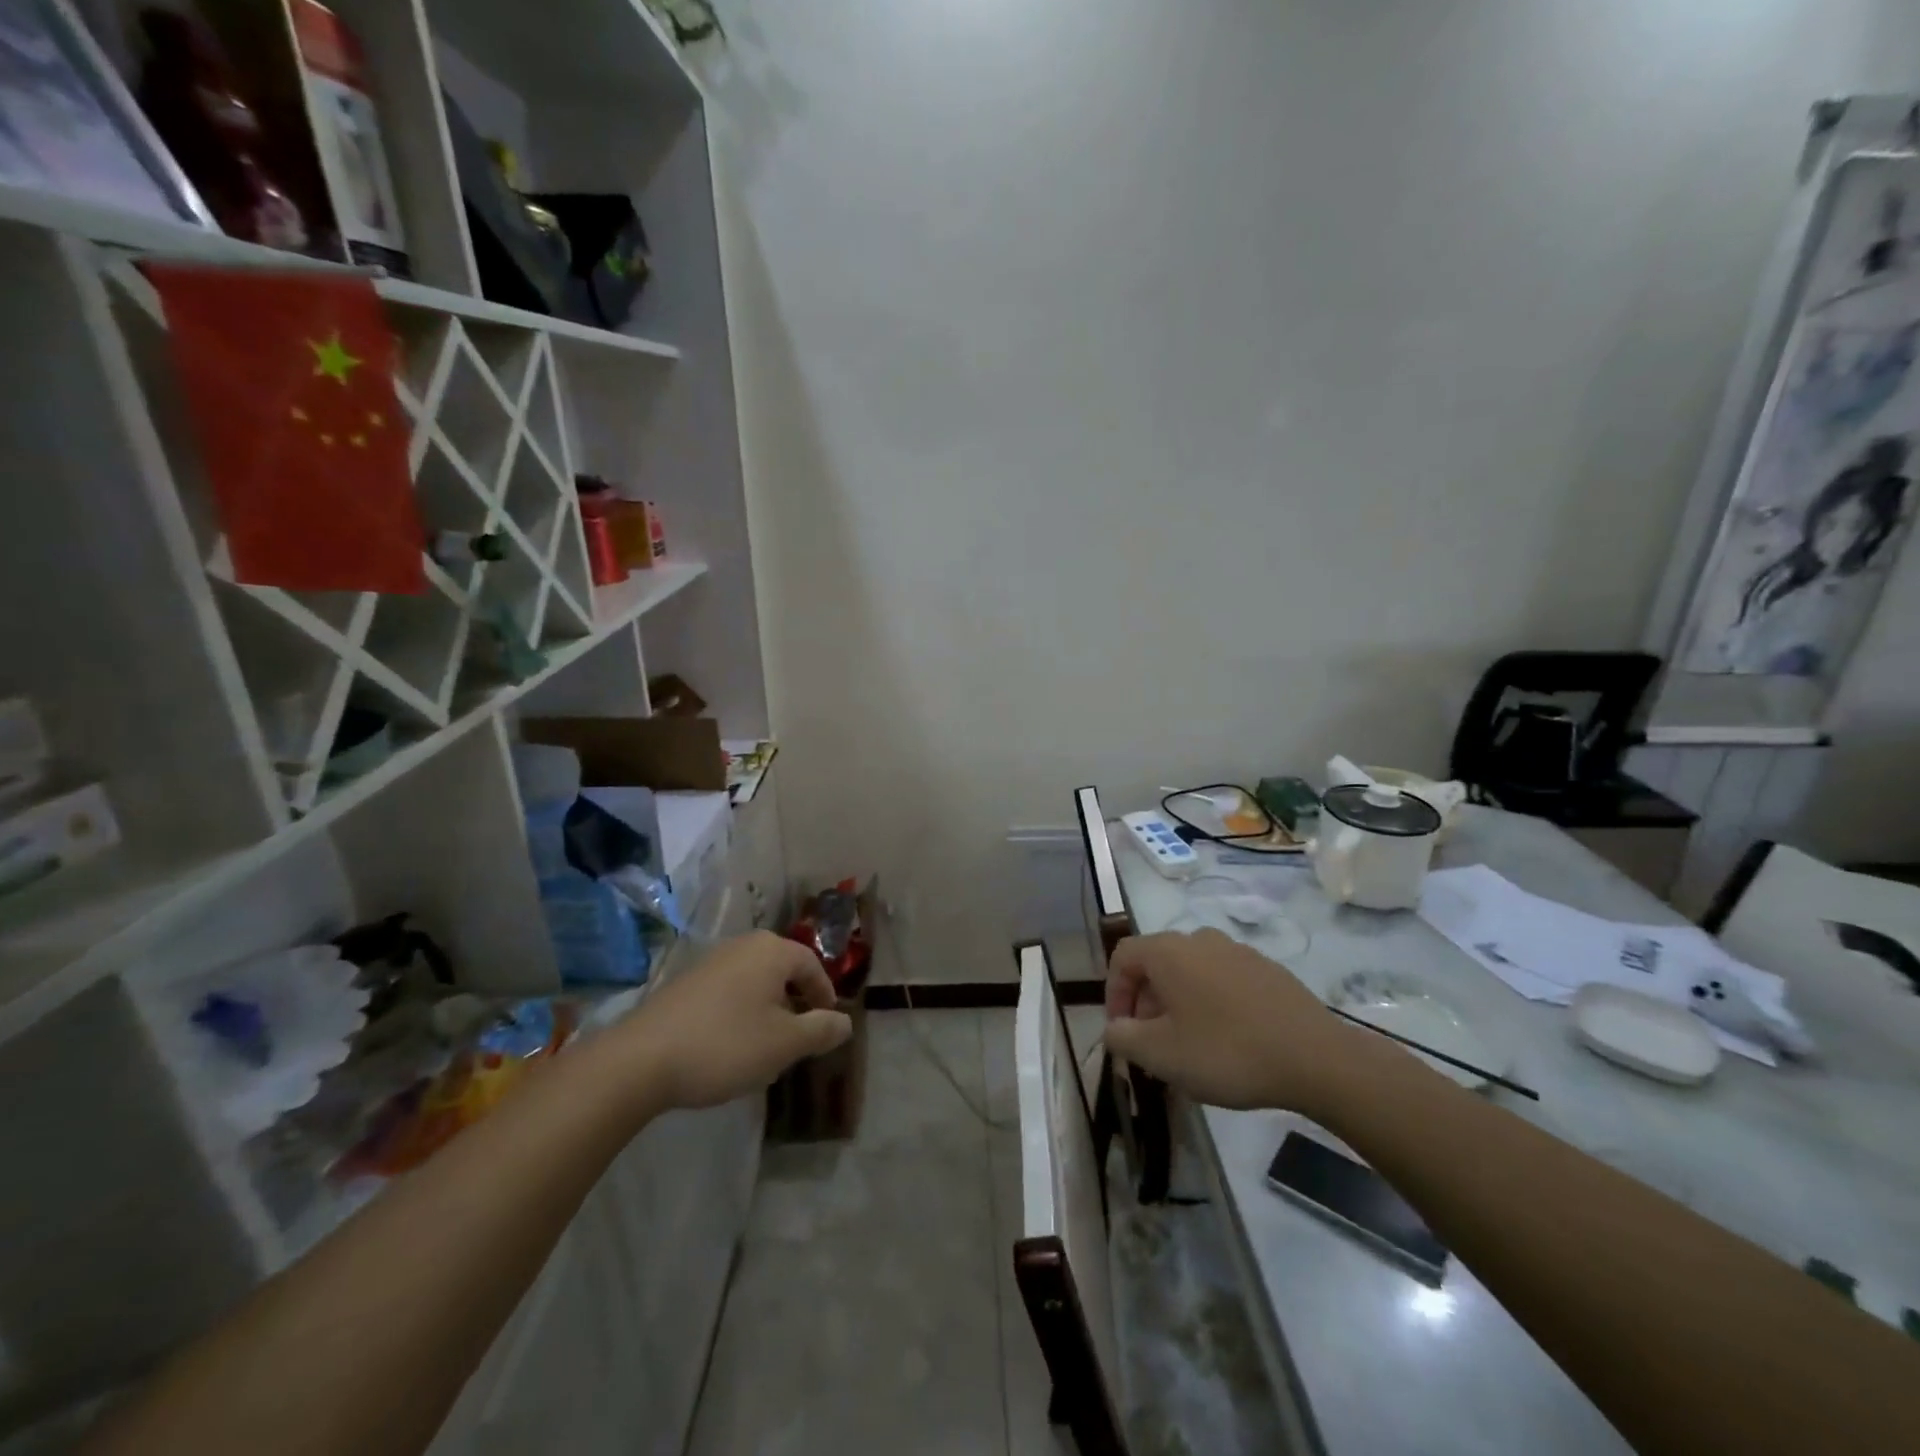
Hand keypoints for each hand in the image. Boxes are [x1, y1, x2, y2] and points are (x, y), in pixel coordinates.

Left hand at [615, 931, 852, 1110]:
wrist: (641, 1060)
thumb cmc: (726, 1045)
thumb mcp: (784, 1044)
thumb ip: (821, 1030)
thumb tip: (845, 1021)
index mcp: (772, 951)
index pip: (811, 965)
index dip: (824, 995)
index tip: (826, 1025)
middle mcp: (742, 945)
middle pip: (782, 969)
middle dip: (794, 1002)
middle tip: (798, 1036)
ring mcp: (710, 961)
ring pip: (753, 981)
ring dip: (766, 1009)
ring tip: (765, 1045)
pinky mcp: (685, 982)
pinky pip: (727, 991)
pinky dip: (738, 1012)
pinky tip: (729, 1045)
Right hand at [1104, 929, 1366, 1113]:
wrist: (1315, 1058)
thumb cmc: (1226, 1051)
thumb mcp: (1160, 1054)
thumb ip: (1122, 1038)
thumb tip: (1113, 1028)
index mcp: (1169, 951)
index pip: (1123, 957)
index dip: (1113, 992)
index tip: (1121, 1030)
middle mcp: (1200, 939)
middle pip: (1158, 962)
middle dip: (1146, 1001)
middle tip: (1151, 1043)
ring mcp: (1238, 951)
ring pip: (1191, 971)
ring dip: (1178, 1002)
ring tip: (1188, 1044)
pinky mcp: (1268, 969)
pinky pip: (1223, 979)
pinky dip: (1211, 1002)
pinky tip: (1227, 1040)